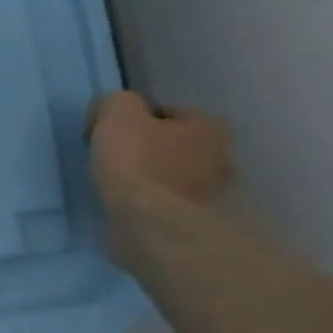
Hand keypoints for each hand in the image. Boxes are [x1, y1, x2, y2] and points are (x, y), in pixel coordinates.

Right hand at [88, 91, 234, 216]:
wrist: (156, 230)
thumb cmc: (139, 165)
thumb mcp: (116, 113)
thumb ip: (114, 103)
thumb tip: (110, 114)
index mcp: (209, 126)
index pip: (166, 112)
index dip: (134, 120)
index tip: (109, 135)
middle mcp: (223, 158)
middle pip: (172, 146)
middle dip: (146, 151)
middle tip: (113, 161)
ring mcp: (214, 197)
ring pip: (170, 179)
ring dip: (148, 182)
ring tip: (115, 189)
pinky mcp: (198, 228)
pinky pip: (166, 208)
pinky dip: (148, 208)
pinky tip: (126, 211)